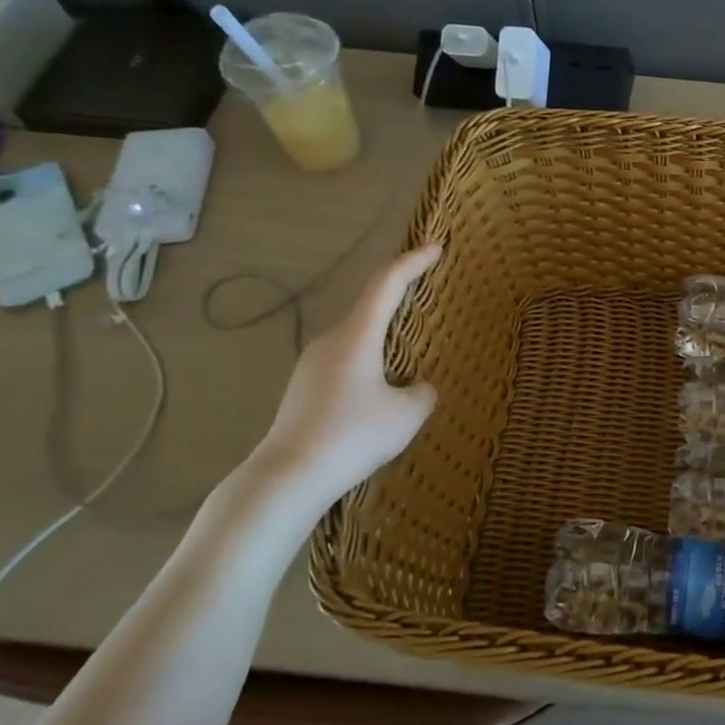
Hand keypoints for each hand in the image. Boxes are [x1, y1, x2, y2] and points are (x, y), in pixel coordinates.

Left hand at [251, 246, 441, 508]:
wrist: (289, 477)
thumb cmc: (353, 436)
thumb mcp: (407, 415)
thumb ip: (423, 393)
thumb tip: (418, 387)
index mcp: (356, 336)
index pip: (387, 285)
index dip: (412, 263)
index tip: (436, 248)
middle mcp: (331, 341)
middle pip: (370, 308)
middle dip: (400, 298)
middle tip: (427, 294)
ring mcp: (312, 365)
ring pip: (357, 339)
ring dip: (385, 338)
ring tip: (410, 354)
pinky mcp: (304, 389)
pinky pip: (346, 362)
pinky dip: (370, 362)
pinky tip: (381, 392)